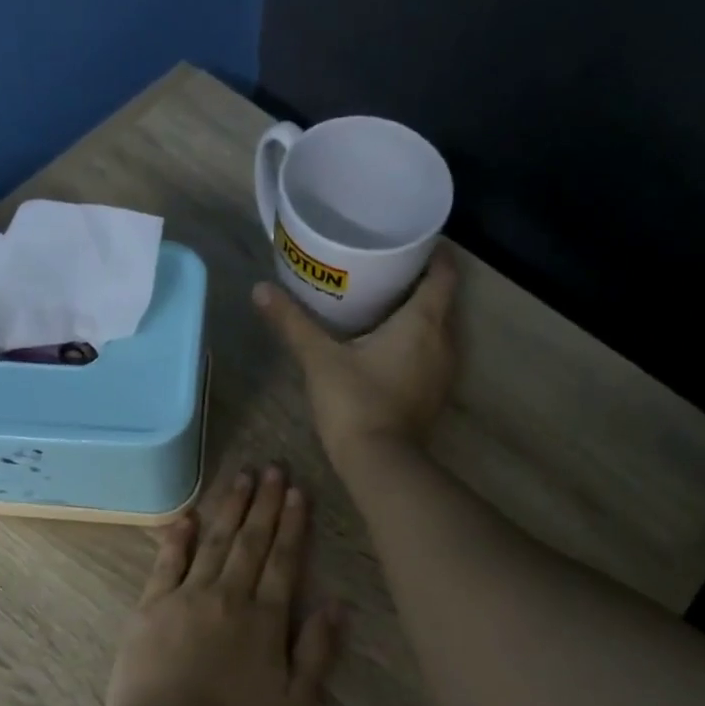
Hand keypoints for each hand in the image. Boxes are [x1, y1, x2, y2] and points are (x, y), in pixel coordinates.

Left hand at [104, 465, 341, 705]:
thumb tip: (336, 604)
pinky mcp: (151, 606)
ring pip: (214, 542)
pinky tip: (188, 515)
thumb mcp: (295, 704)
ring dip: (229, 508)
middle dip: (264, 503)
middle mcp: (229, 596)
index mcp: (265, 619)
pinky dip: (177, 536)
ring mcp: (187, 597)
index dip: (292, 524)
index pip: (284, 560)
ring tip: (241, 477)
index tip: (298, 492)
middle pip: (251, 541)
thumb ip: (317, 651)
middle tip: (273, 468)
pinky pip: (167, 562)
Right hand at [253, 249, 459, 470]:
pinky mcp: (433, 396)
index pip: (444, 272)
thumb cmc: (355, 402)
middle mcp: (444, 341)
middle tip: (386, 269)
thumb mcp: (319, 359)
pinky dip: (415, 344)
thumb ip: (292, 322)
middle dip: (419, 282)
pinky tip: (387, 347)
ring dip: (418, 316)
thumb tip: (260, 289)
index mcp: (423, 321)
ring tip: (384, 304)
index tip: (410, 242)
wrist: (378, 463)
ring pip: (437, 330)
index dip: (434, 252)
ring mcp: (442, 372)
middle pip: (441, 299)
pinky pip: (430, 355)